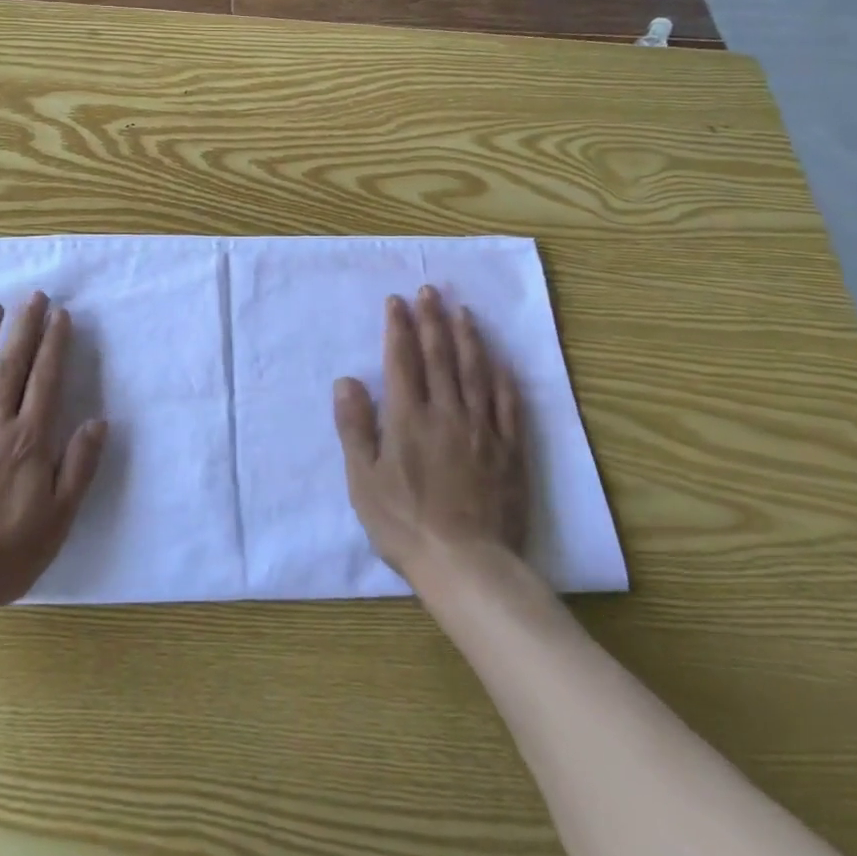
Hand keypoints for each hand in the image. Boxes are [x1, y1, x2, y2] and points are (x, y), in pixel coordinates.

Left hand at [0, 292, 106, 616]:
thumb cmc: (6, 553)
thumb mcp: (59, 518)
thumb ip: (79, 466)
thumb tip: (98, 422)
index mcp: (27, 440)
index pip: (44, 380)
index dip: (54, 344)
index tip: (60, 314)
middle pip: (10, 366)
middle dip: (23, 328)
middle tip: (32, 296)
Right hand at [333, 286, 528, 582]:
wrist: (467, 565)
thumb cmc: (404, 523)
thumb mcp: (363, 479)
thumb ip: (354, 427)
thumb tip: (347, 380)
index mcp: (409, 419)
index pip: (403, 361)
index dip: (399, 328)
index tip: (397, 301)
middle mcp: (447, 414)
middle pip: (440, 357)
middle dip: (432, 320)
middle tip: (429, 290)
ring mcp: (483, 430)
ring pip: (476, 372)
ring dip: (468, 338)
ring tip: (462, 311)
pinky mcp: (509, 450)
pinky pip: (508, 403)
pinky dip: (502, 376)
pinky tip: (500, 360)